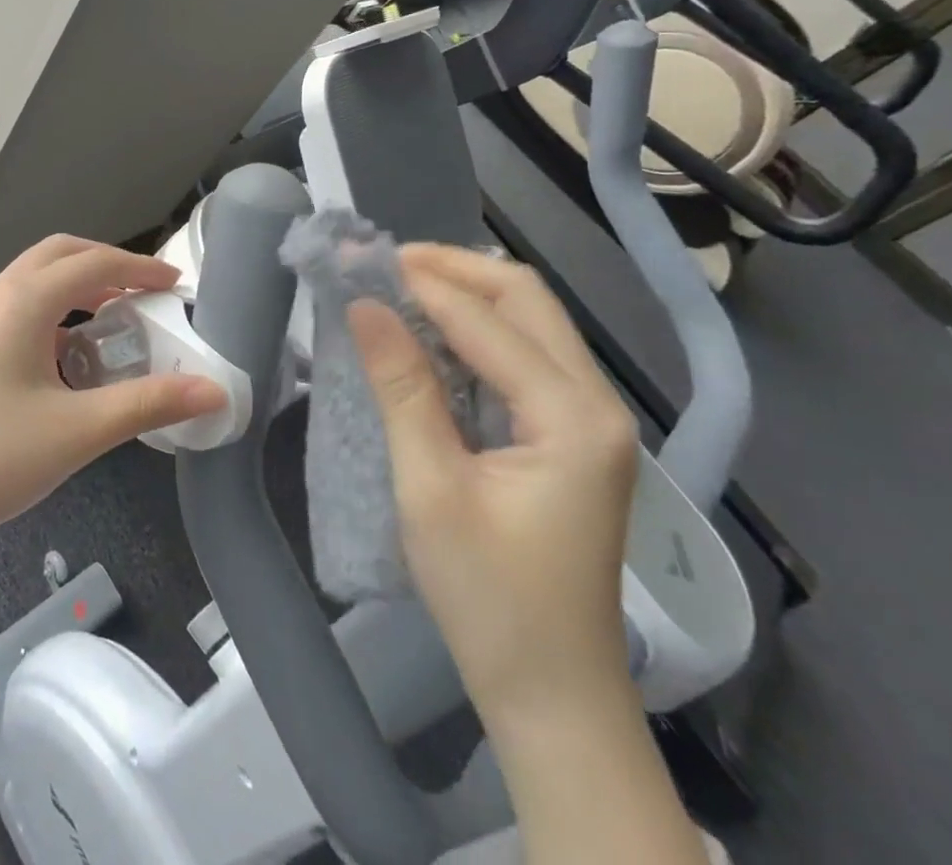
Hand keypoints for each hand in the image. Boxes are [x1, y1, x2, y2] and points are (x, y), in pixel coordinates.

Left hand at [0, 236, 225, 615]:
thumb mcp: (76, 432)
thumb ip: (147, 405)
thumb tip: (215, 391)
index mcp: (23, 300)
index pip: (94, 263)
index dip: (140, 268)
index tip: (177, 283)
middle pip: (59, 256)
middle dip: (106, 265)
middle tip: (147, 292)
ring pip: (32, 281)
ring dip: (76, 287)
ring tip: (113, 322)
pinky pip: (14, 308)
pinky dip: (50, 312)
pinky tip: (65, 359)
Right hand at [349, 244, 639, 731]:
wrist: (551, 693)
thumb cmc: (489, 597)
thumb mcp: (431, 488)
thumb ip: (401, 387)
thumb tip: (364, 305)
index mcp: (573, 418)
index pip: (488, 319)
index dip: (419, 282)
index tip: (355, 258)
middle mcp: (596, 404)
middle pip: (526, 299)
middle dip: (451, 270)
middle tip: (380, 265)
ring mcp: (589, 420)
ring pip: (529, 321)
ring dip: (463, 295)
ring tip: (395, 288)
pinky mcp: (570, 436)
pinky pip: (524, 355)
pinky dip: (473, 331)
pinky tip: (427, 335)